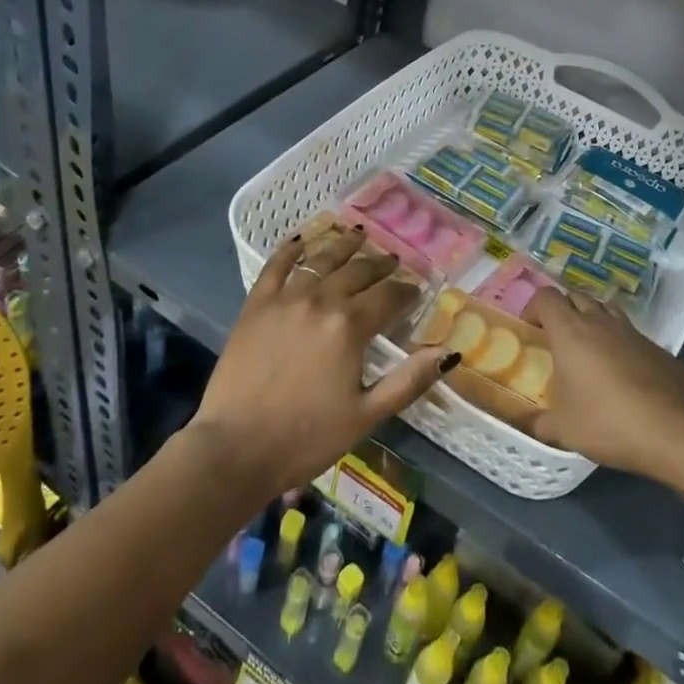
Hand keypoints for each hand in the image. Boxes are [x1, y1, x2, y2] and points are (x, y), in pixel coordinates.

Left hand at [190, 226, 452, 501]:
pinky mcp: (256, 304)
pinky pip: (276, 266)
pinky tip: (302, 240)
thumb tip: (448, 353)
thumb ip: (408, 381)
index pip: (389, 297)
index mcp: (350, 327)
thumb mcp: (366, 415)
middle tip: (393, 261)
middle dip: (380, 265)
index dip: (407, 292)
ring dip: (344, 245)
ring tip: (358, 235)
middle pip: (358, 271)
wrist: (235, 448)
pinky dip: (291, 249)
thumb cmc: (306, 437)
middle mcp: (321, 300)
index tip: (416, 290)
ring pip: (321, 259)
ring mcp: (285, 298)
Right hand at [522, 287, 683, 477]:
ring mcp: (633, 333)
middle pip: (577, 296)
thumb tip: (530, 425)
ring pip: (607, 310)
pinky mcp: (658, 348)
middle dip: (564, 310)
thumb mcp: (564, 430)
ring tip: (590, 349)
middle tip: (558, 338)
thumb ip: (541, 423)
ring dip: (594, 320)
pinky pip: (632, 335)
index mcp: (571, 332)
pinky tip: (624, 374)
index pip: (547, 297)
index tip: (531, 329)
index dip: (535, 307)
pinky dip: (621, 344)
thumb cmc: (608, 423)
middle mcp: (601, 322)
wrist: (676, 432)